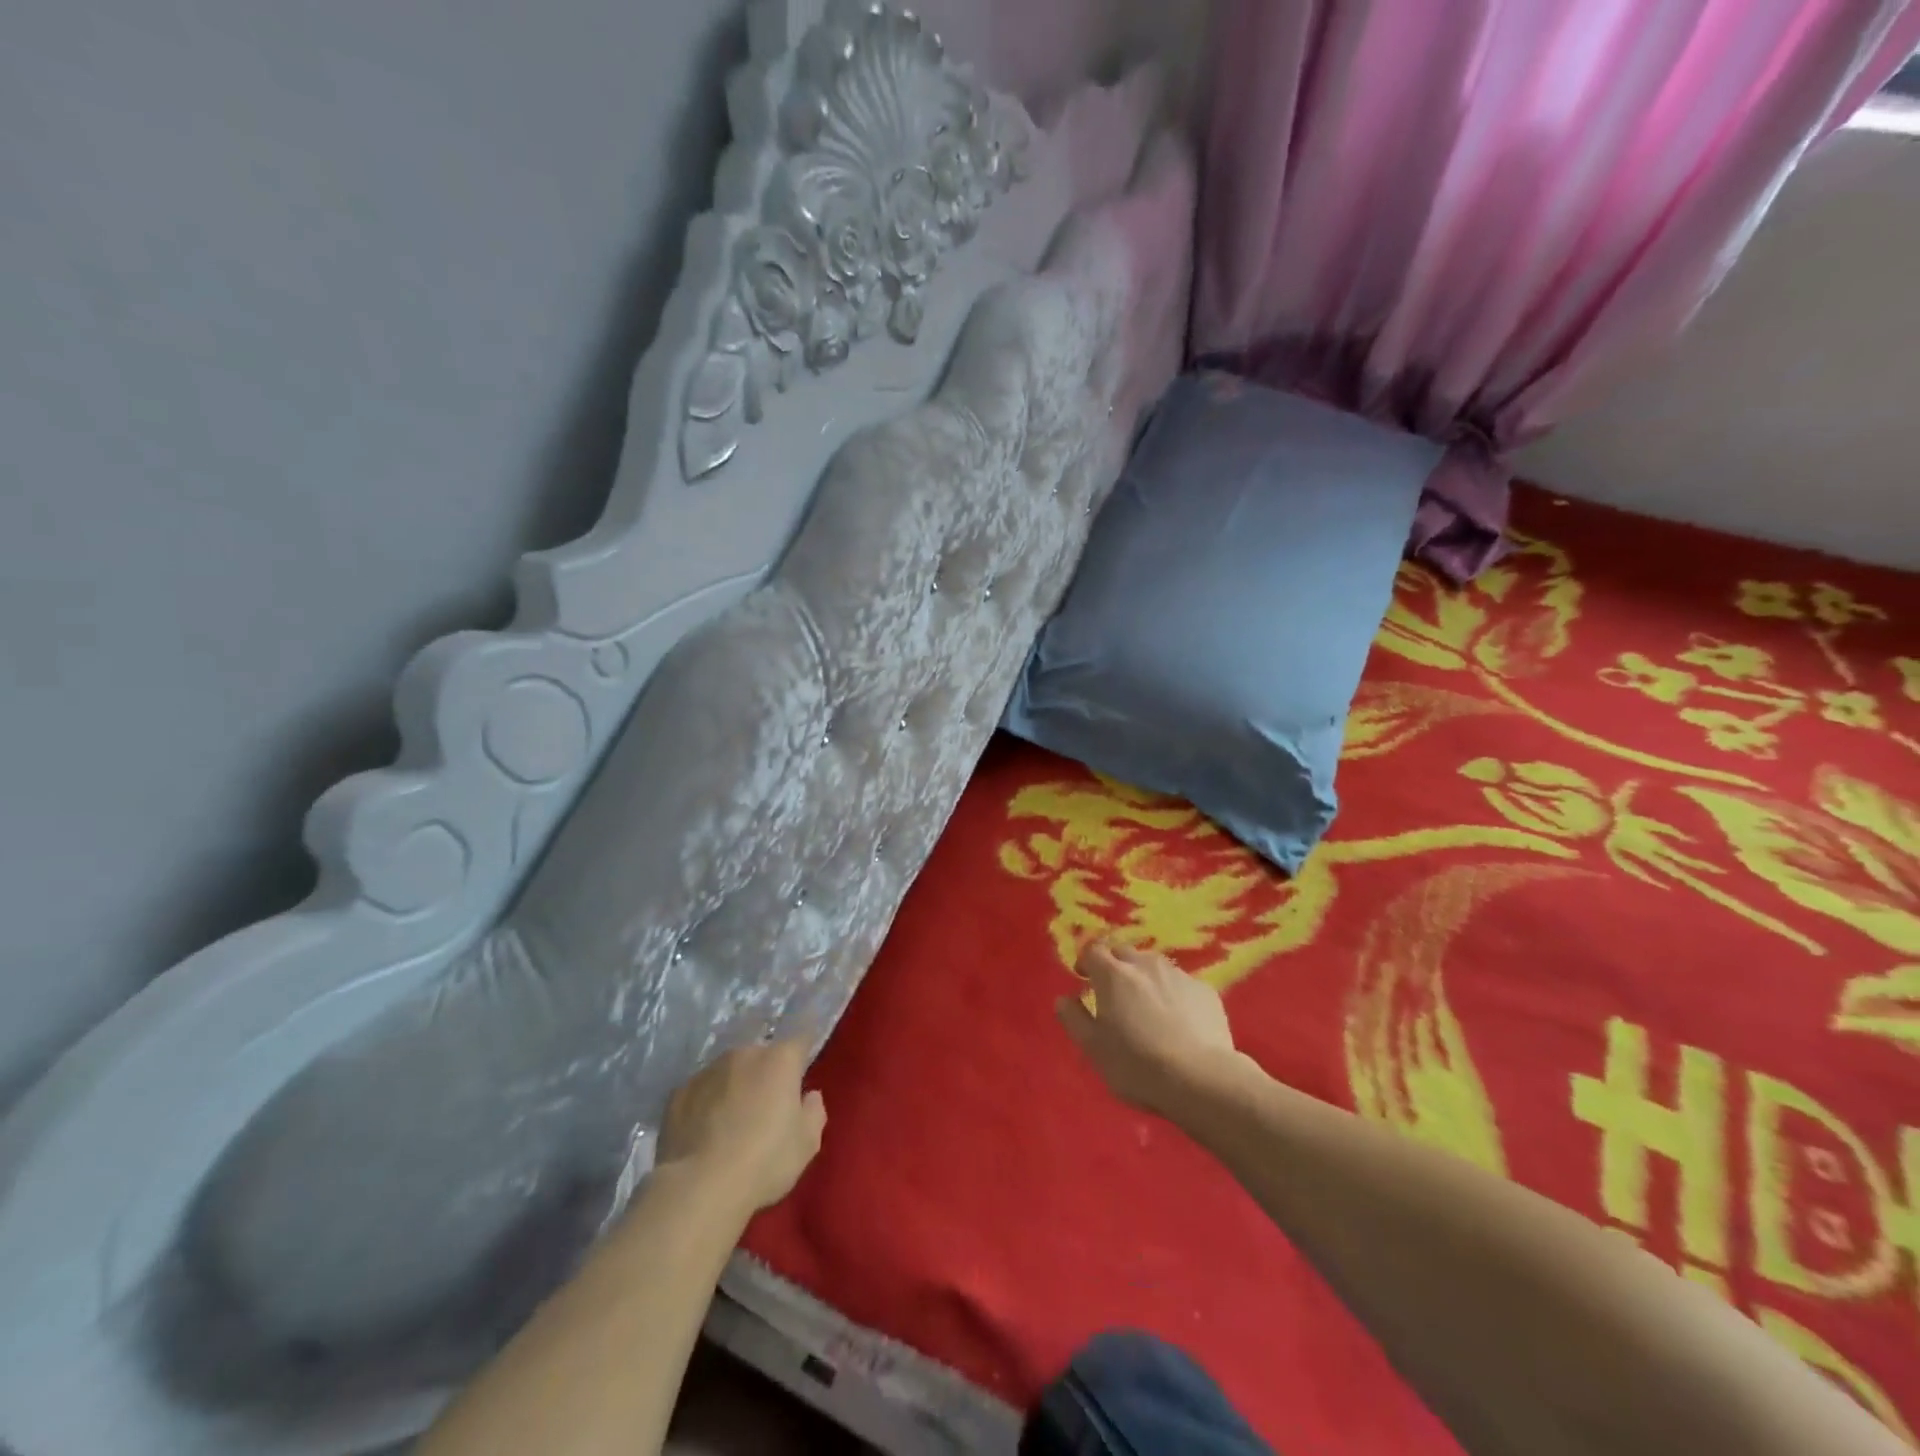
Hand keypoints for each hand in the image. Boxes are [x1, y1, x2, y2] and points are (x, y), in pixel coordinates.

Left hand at [656, 1040, 825, 1213]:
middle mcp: (744, 1054)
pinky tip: (704, 1133)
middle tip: (766, 1108)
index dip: (803, 1052)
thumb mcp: (807, 1144)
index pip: (800, 1039)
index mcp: (780, 1059)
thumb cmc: (764, 1161)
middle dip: (765, 1074)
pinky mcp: (678, 1093)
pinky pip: (701, 1092)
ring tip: (730, 1123)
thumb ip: (813, 1112)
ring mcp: (707, 1071)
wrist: (699, 1188)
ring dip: (734, 1087)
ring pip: (729, 1072)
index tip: (801, 1070)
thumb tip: (809, 1096)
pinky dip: (706, 1104)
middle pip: (761, 1056)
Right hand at [1057, 941, 1240, 1115]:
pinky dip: (1172, 993)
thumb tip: (1063, 999)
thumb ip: (1073, 1019)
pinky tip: (1177, 1019)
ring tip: (1146, 1005)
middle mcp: (1145, 965)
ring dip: (1144, 977)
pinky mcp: (1206, 991)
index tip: (1084, 978)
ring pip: (1154, 965)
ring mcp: (1179, 975)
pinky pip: (1181, 984)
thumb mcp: (1093, 1048)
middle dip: (1115, 966)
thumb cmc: (1137, 1064)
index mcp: (1114, 975)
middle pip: (1124, 952)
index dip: (1086, 961)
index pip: (1093, 950)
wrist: (1201, 1079)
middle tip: (1114, 992)